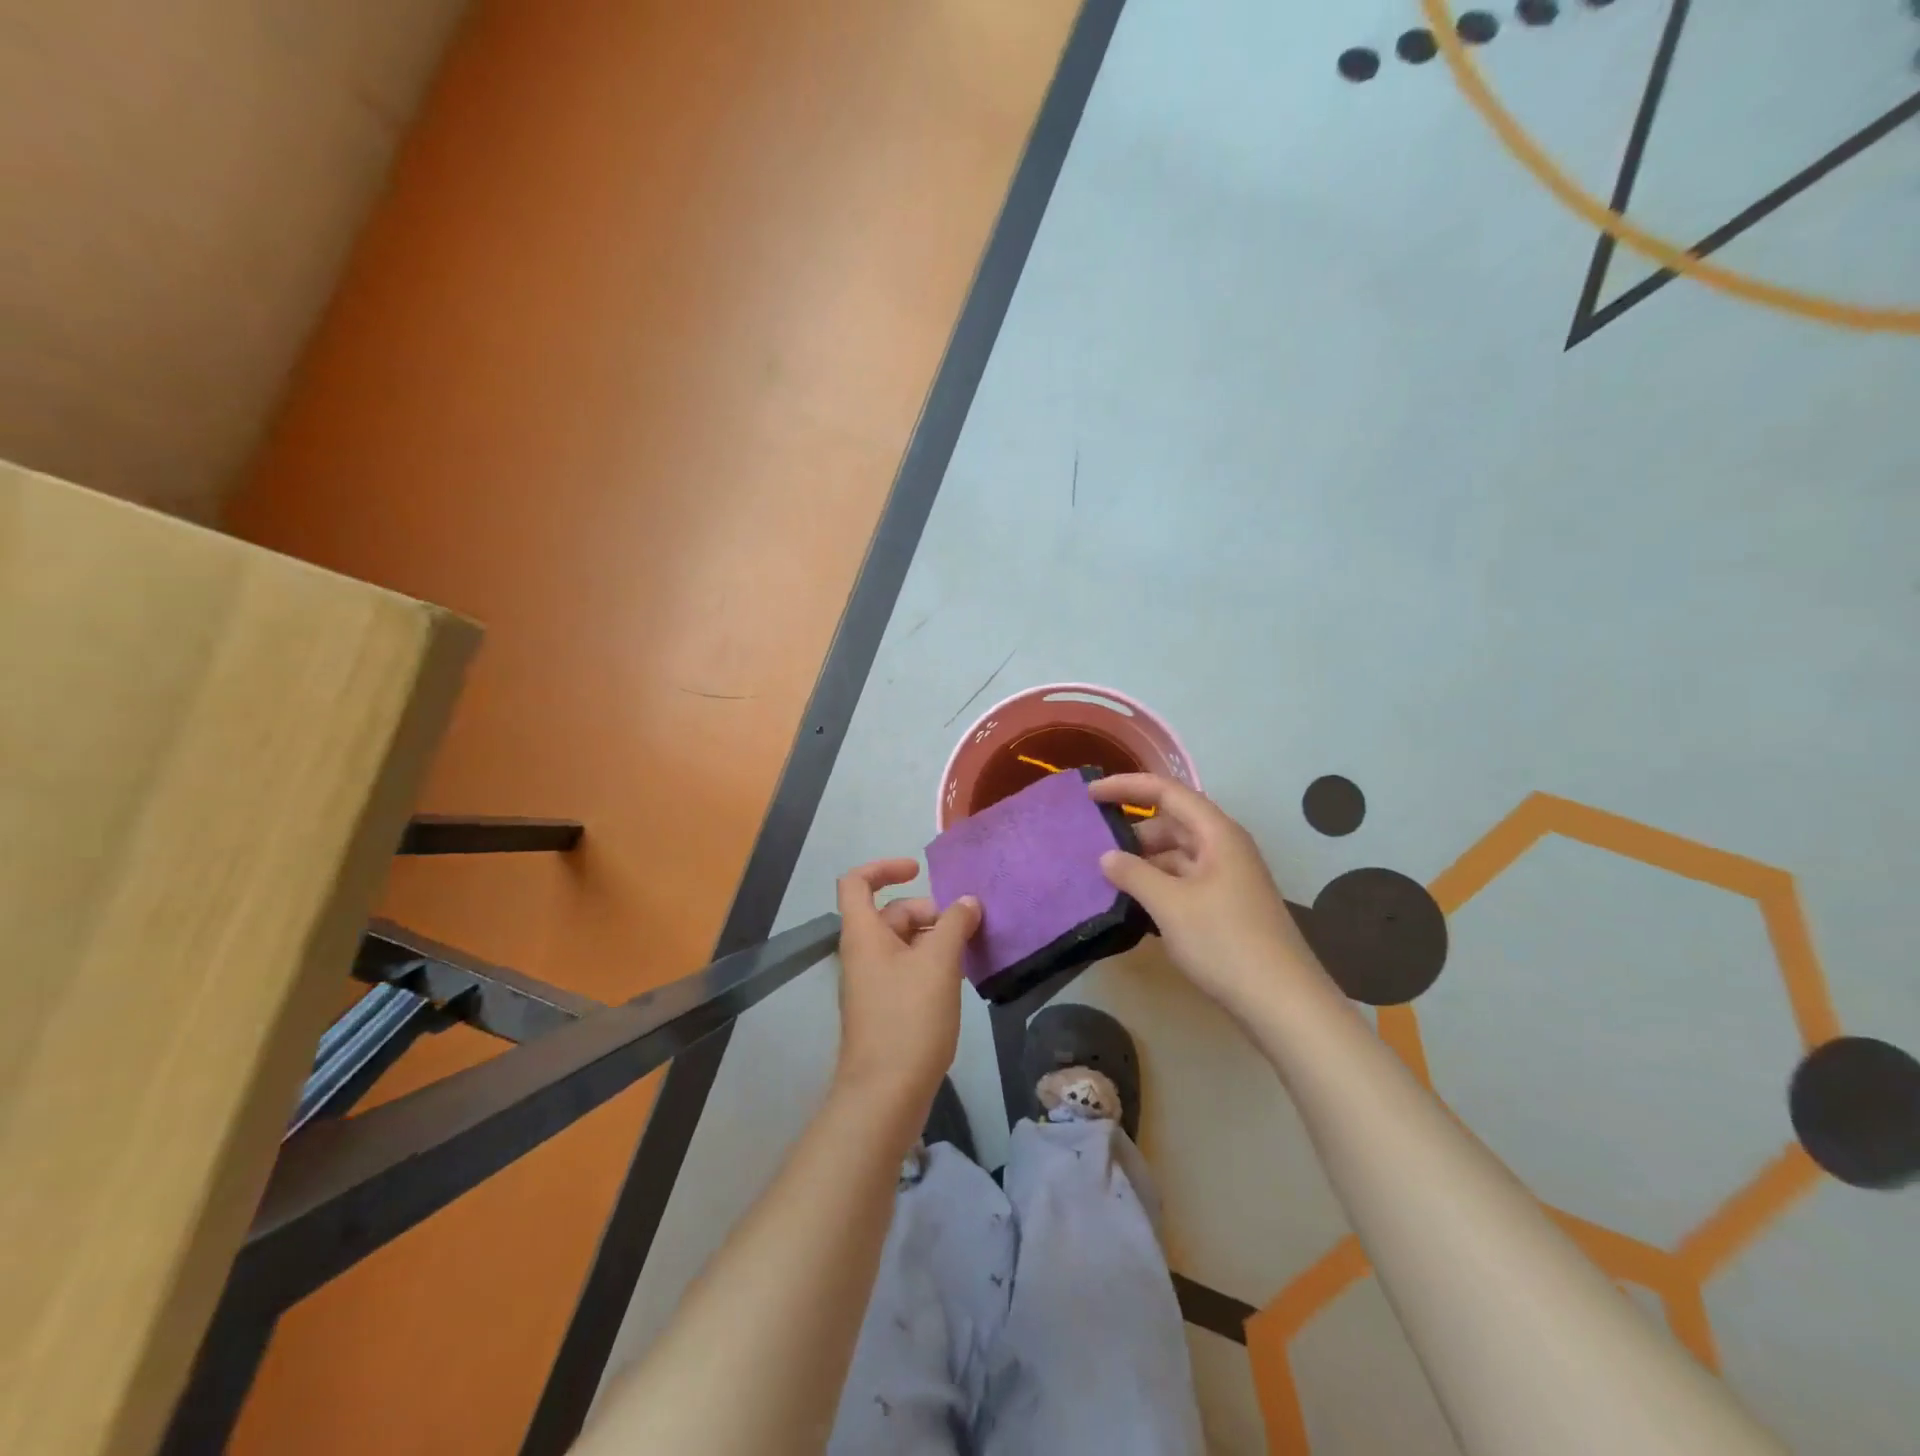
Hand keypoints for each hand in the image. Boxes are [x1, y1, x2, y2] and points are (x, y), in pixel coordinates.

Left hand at [833, 859, 981, 1110]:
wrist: (885, 1094)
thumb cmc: (908, 1019)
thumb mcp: (939, 964)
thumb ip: (954, 925)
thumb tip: (968, 902)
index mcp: (863, 935)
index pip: (857, 882)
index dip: (885, 867)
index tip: (919, 872)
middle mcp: (861, 954)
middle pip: (889, 913)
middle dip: (926, 910)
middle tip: (963, 926)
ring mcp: (871, 984)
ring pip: (901, 943)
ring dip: (932, 938)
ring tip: (967, 951)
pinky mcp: (883, 1009)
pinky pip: (905, 970)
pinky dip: (929, 964)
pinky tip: (956, 980)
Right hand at [1090, 774, 1319, 1014]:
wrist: (1282, 1003)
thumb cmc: (1225, 943)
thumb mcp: (1171, 905)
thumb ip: (1134, 874)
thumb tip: (1107, 857)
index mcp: (1216, 834)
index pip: (1166, 792)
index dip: (1126, 787)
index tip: (1089, 794)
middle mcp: (1223, 848)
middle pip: (1171, 823)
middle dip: (1132, 832)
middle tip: (1093, 848)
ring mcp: (1226, 879)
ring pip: (1176, 856)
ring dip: (1143, 863)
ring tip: (1106, 879)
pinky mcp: (1225, 907)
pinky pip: (1183, 882)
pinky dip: (1157, 886)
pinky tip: (1133, 906)